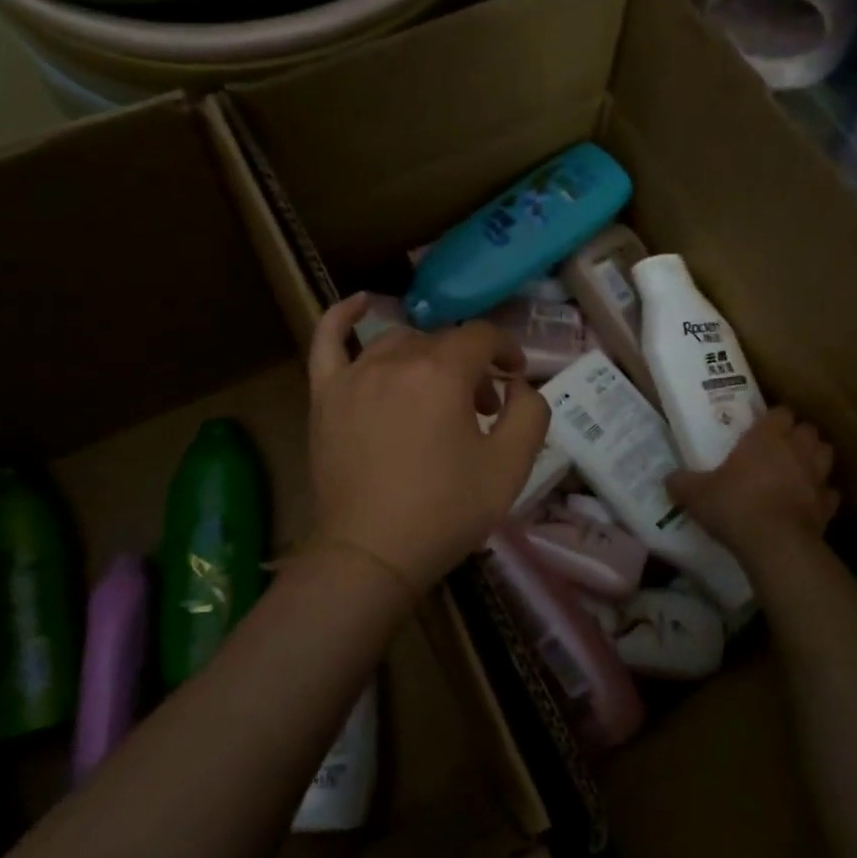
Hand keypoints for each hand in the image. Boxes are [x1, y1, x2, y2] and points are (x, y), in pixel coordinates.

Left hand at [306, 293, 548, 598]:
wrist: (372, 554)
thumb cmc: (446, 511)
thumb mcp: (510, 467)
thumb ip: (530, 412)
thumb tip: (518, 385)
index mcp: (443, 373)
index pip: (483, 337)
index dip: (507, 351)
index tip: (516, 378)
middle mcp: (396, 361)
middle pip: (443, 343)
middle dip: (472, 367)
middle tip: (483, 410)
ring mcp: (354, 375)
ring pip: (399, 344)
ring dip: (427, 358)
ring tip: (438, 392)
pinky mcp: (326, 396)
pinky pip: (327, 342)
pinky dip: (342, 317)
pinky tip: (360, 303)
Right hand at [666, 408, 841, 556]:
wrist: (775, 545)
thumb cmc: (734, 506)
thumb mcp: (695, 494)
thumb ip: (682, 482)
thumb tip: (669, 478)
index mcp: (766, 437)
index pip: (780, 412)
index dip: (773, 417)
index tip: (761, 426)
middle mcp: (796, 450)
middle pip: (808, 429)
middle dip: (798, 435)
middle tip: (779, 447)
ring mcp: (817, 478)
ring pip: (826, 455)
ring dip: (814, 458)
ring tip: (797, 469)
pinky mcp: (828, 506)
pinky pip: (829, 493)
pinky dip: (821, 495)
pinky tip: (807, 503)